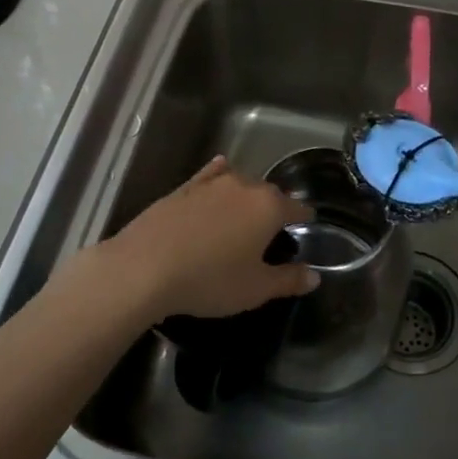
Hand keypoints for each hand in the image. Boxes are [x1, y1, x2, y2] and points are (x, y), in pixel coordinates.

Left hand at [95, 157, 317, 322]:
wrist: (143, 268)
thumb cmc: (210, 280)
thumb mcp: (255, 289)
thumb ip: (288, 280)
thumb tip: (314, 276)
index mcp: (269, 207)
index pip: (298, 208)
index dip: (305, 220)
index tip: (306, 230)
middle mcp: (244, 186)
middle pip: (270, 194)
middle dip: (275, 210)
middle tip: (271, 236)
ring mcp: (211, 183)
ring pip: (240, 184)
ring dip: (247, 197)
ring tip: (244, 216)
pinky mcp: (183, 187)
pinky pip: (210, 175)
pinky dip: (219, 175)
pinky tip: (220, 170)